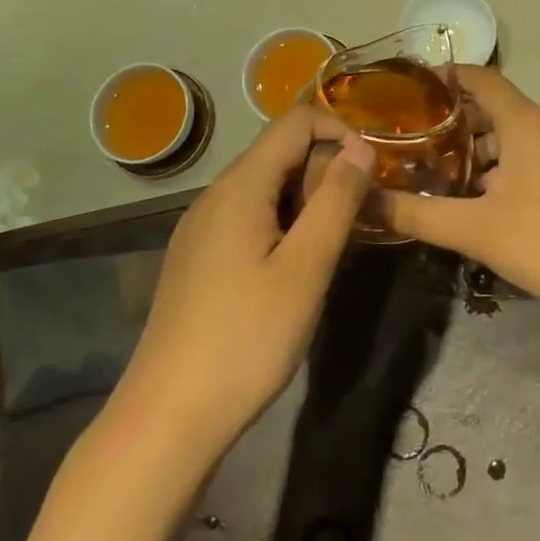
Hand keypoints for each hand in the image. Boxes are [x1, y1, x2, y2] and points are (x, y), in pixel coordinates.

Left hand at [104, 105, 375, 458]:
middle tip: (360, 216)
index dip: (340, 131)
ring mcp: (201, 228)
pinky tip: (296, 266)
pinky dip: (283, 222)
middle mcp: (215, 195)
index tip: (372, 172)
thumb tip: (362, 147)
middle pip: (280, 151)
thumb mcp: (306, 268)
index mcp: (239, 186)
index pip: (296, 122)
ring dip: (307, 198)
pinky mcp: (198, 258)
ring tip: (335, 242)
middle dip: (327, 169)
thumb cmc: (246, 339)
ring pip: (266, 186)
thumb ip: (337, 201)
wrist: (167, 418)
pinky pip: (249, 216)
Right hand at [378, 68, 539, 349]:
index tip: (411, 88)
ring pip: (513, 133)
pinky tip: (484, 196)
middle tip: (414, 141)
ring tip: (442, 173)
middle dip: (454, 121)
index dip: (446, 77)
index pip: (481, 78)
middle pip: (494, 107)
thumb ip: (418, 214)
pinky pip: (533, 150)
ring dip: (478, 147)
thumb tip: (366, 201)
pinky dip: (504, 161)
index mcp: (525, 121)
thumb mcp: (476, 230)